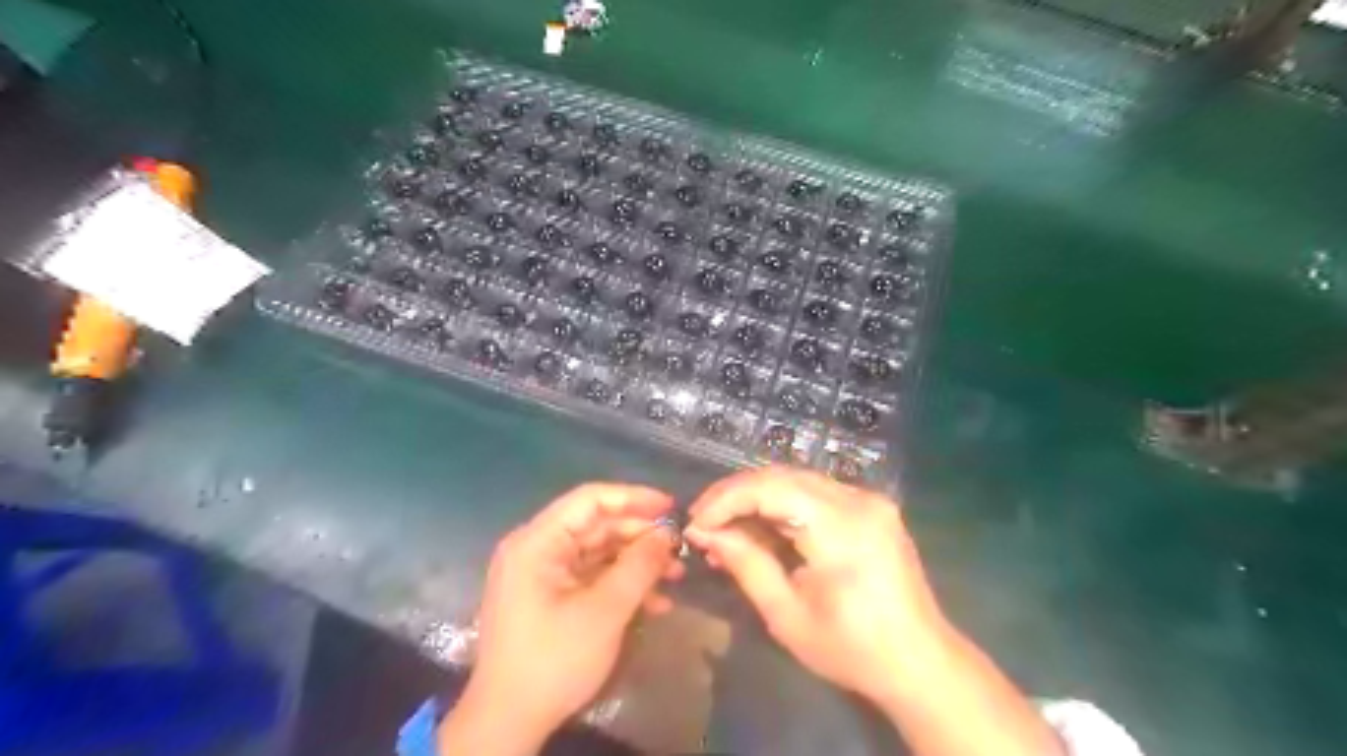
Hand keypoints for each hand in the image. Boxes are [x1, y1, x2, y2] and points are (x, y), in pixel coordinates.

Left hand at [442, 481, 683, 753]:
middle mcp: (536, 548)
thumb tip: (667, 535)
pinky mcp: (549, 596)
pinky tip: (655, 602)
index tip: (671, 507)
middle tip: (679, 549)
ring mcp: (541, 574)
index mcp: (538, 541)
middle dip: (640, 537)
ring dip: (636, 563)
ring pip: (598, 552)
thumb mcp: (604, 611)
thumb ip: (639, 566)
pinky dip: (620, 584)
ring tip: (676, 575)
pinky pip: (590, 577)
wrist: (508, 723)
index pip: (590, 500)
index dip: (634, 498)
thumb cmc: (553, 660)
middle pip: (596, 526)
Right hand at [685, 462, 945, 706]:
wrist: (921, 662)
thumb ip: (745, 564)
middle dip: (736, 495)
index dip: (725, 499)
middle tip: (703, 521)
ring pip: (796, 480)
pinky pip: (815, 492)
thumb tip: (704, 533)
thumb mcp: (787, 615)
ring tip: (725, 527)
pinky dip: (782, 505)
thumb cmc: (852, 649)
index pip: (769, 488)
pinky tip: (762, 528)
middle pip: (782, 476)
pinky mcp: (871, 507)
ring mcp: (869, 499)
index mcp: (841, 527)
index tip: (695, 524)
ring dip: (757, 498)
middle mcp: (858, 499)